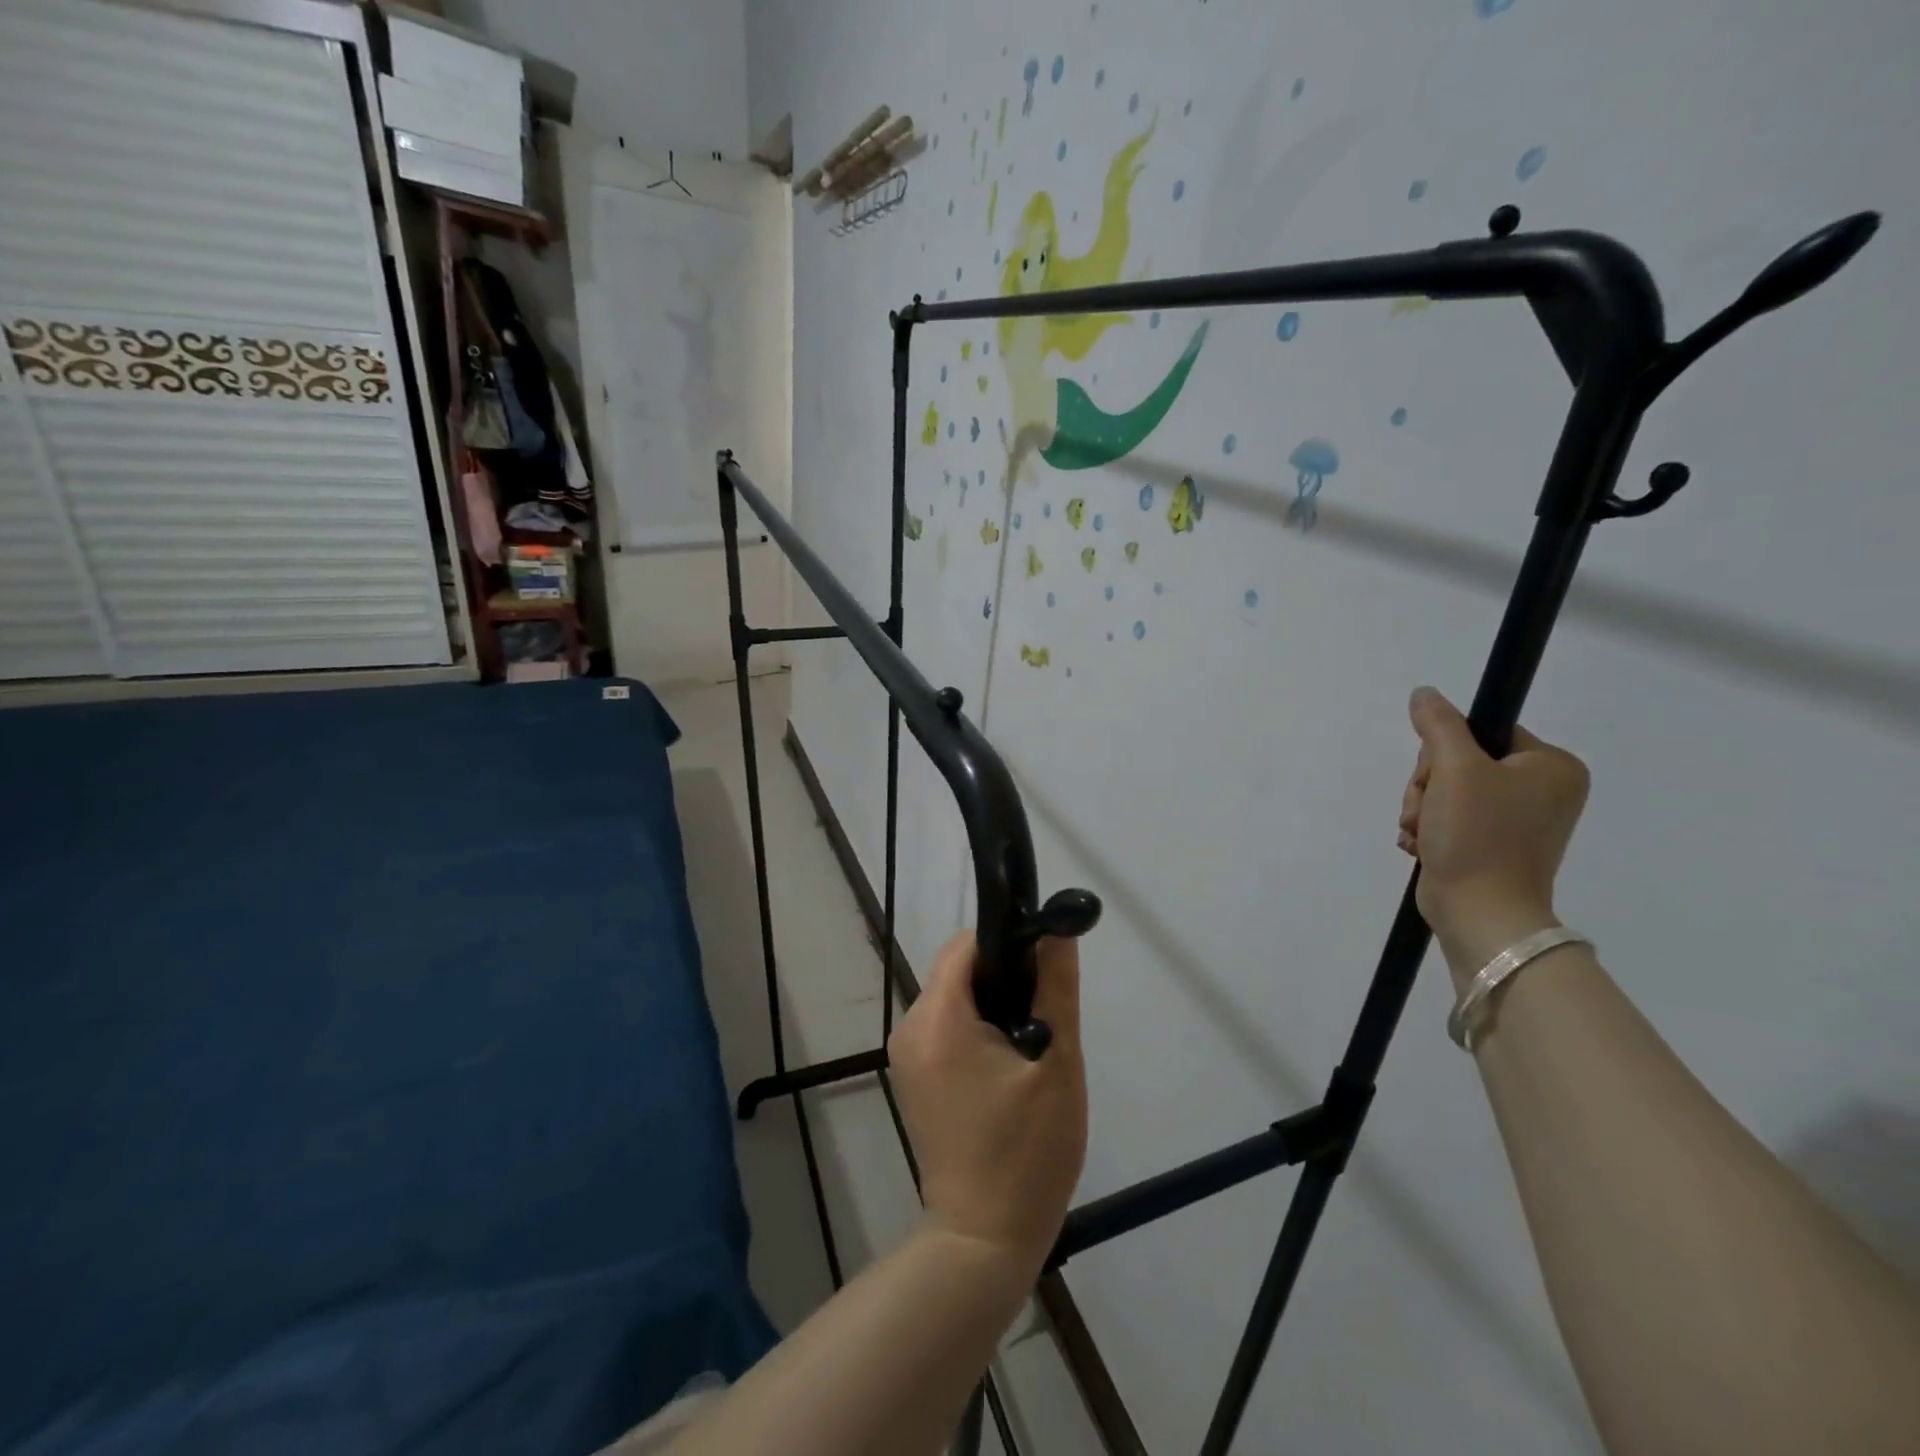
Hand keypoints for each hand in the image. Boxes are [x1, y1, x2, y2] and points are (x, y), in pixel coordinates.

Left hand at [888, 933, 1087, 1279]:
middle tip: (1046, 1012)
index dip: (1007, 943)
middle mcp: (910, 1028)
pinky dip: (976, 1030)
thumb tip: (1058, 931)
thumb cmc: (1026, 1152)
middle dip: (1003, 979)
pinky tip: (1010, 1065)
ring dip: (993, 1007)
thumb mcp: (1055, 1065)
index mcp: (938, 1019)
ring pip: (953, 1000)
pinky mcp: (913, 1078)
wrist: (983, 1240)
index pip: (965, 947)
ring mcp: (907, 1056)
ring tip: (1033, 1045)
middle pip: (957, 971)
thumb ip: (1056, 989)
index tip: (1044, 964)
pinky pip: (945, 1029)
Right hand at [1398, 686, 1590, 981]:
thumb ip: (1438, 724)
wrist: (1479, 912)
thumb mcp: (1455, 768)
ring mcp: (1515, 820)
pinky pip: (1447, 818)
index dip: (1446, 751)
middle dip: (1428, 786)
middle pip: (1458, 762)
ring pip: (1445, 791)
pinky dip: (1428, 829)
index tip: (1439, 777)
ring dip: (1421, 809)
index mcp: (1551, 767)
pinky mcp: (1490, 844)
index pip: (1483, 732)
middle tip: (1429, 810)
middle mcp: (1541, 790)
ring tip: (1424, 834)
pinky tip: (1423, 846)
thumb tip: (1424, 693)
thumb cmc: (1478, 835)